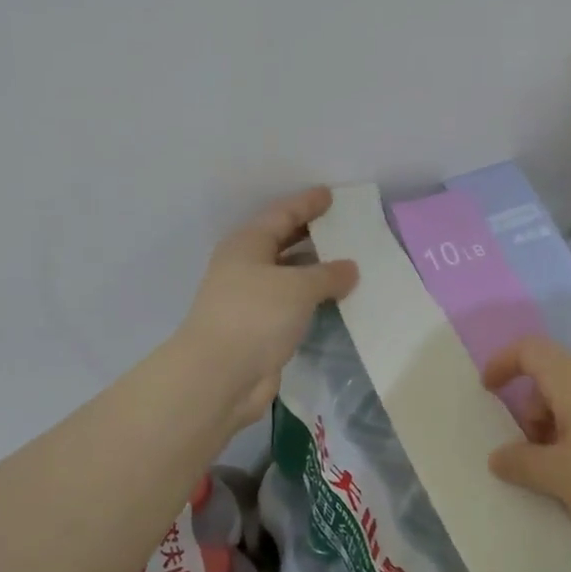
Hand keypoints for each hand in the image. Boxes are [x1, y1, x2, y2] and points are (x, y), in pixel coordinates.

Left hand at [175, 187, 358, 430]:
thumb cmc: (255, 316)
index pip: (282, 214)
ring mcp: (251, 300)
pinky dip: (314, 300)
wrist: (219, 376)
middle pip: (283, 242)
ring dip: (316, 271)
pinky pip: (293, 305)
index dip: (307, 203)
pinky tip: (337, 300)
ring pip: (289, 276)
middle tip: (345, 227)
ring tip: (351, 264)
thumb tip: (350, 268)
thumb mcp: (297, 287)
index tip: (331, 195)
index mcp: (247, 244)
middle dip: (313, 235)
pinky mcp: (260, 329)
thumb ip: (328, 274)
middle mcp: (246, 267)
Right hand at [482, 335, 570, 548]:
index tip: (489, 390)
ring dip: (562, 422)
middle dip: (533, 409)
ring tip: (567, 468)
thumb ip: (521, 464)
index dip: (503, 363)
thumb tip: (497, 456)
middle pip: (554, 376)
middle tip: (534, 453)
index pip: (528, 349)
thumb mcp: (560, 476)